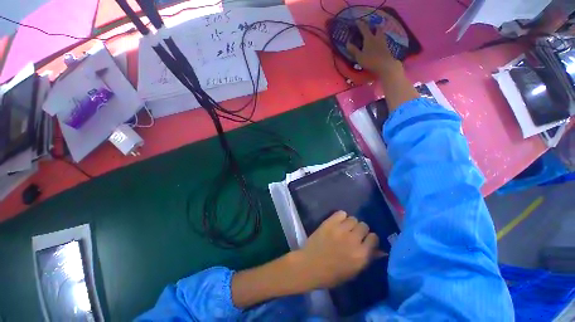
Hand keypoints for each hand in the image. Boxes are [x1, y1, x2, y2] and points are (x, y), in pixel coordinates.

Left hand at [295, 211, 382, 289]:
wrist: (310, 266)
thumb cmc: (332, 274)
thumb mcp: (354, 272)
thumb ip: (367, 258)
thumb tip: (380, 250)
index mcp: (361, 255)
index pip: (374, 237)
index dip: (370, 238)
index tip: (365, 240)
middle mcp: (353, 240)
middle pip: (364, 225)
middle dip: (360, 230)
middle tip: (353, 234)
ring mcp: (340, 230)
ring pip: (353, 219)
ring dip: (350, 223)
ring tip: (344, 228)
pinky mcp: (329, 223)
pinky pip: (341, 213)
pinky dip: (341, 216)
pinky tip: (337, 222)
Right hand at [346, 20, 401, 75]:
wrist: (385, 65)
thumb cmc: (370, 61)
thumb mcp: (359, 57)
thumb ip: (353, 50)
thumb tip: (347, 43)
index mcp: (369, 38)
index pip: (364, 28)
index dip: (360, 24)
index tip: (357, 21)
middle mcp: (377, 37)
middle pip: (376, 28)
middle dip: (373, 26)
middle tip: (370, 26)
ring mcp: (383, 42)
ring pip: (381, 33)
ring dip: (378, 31)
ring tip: (375, 33)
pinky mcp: (386, 47)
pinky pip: (383, 39)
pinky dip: (380, 38)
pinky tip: (379, 42)